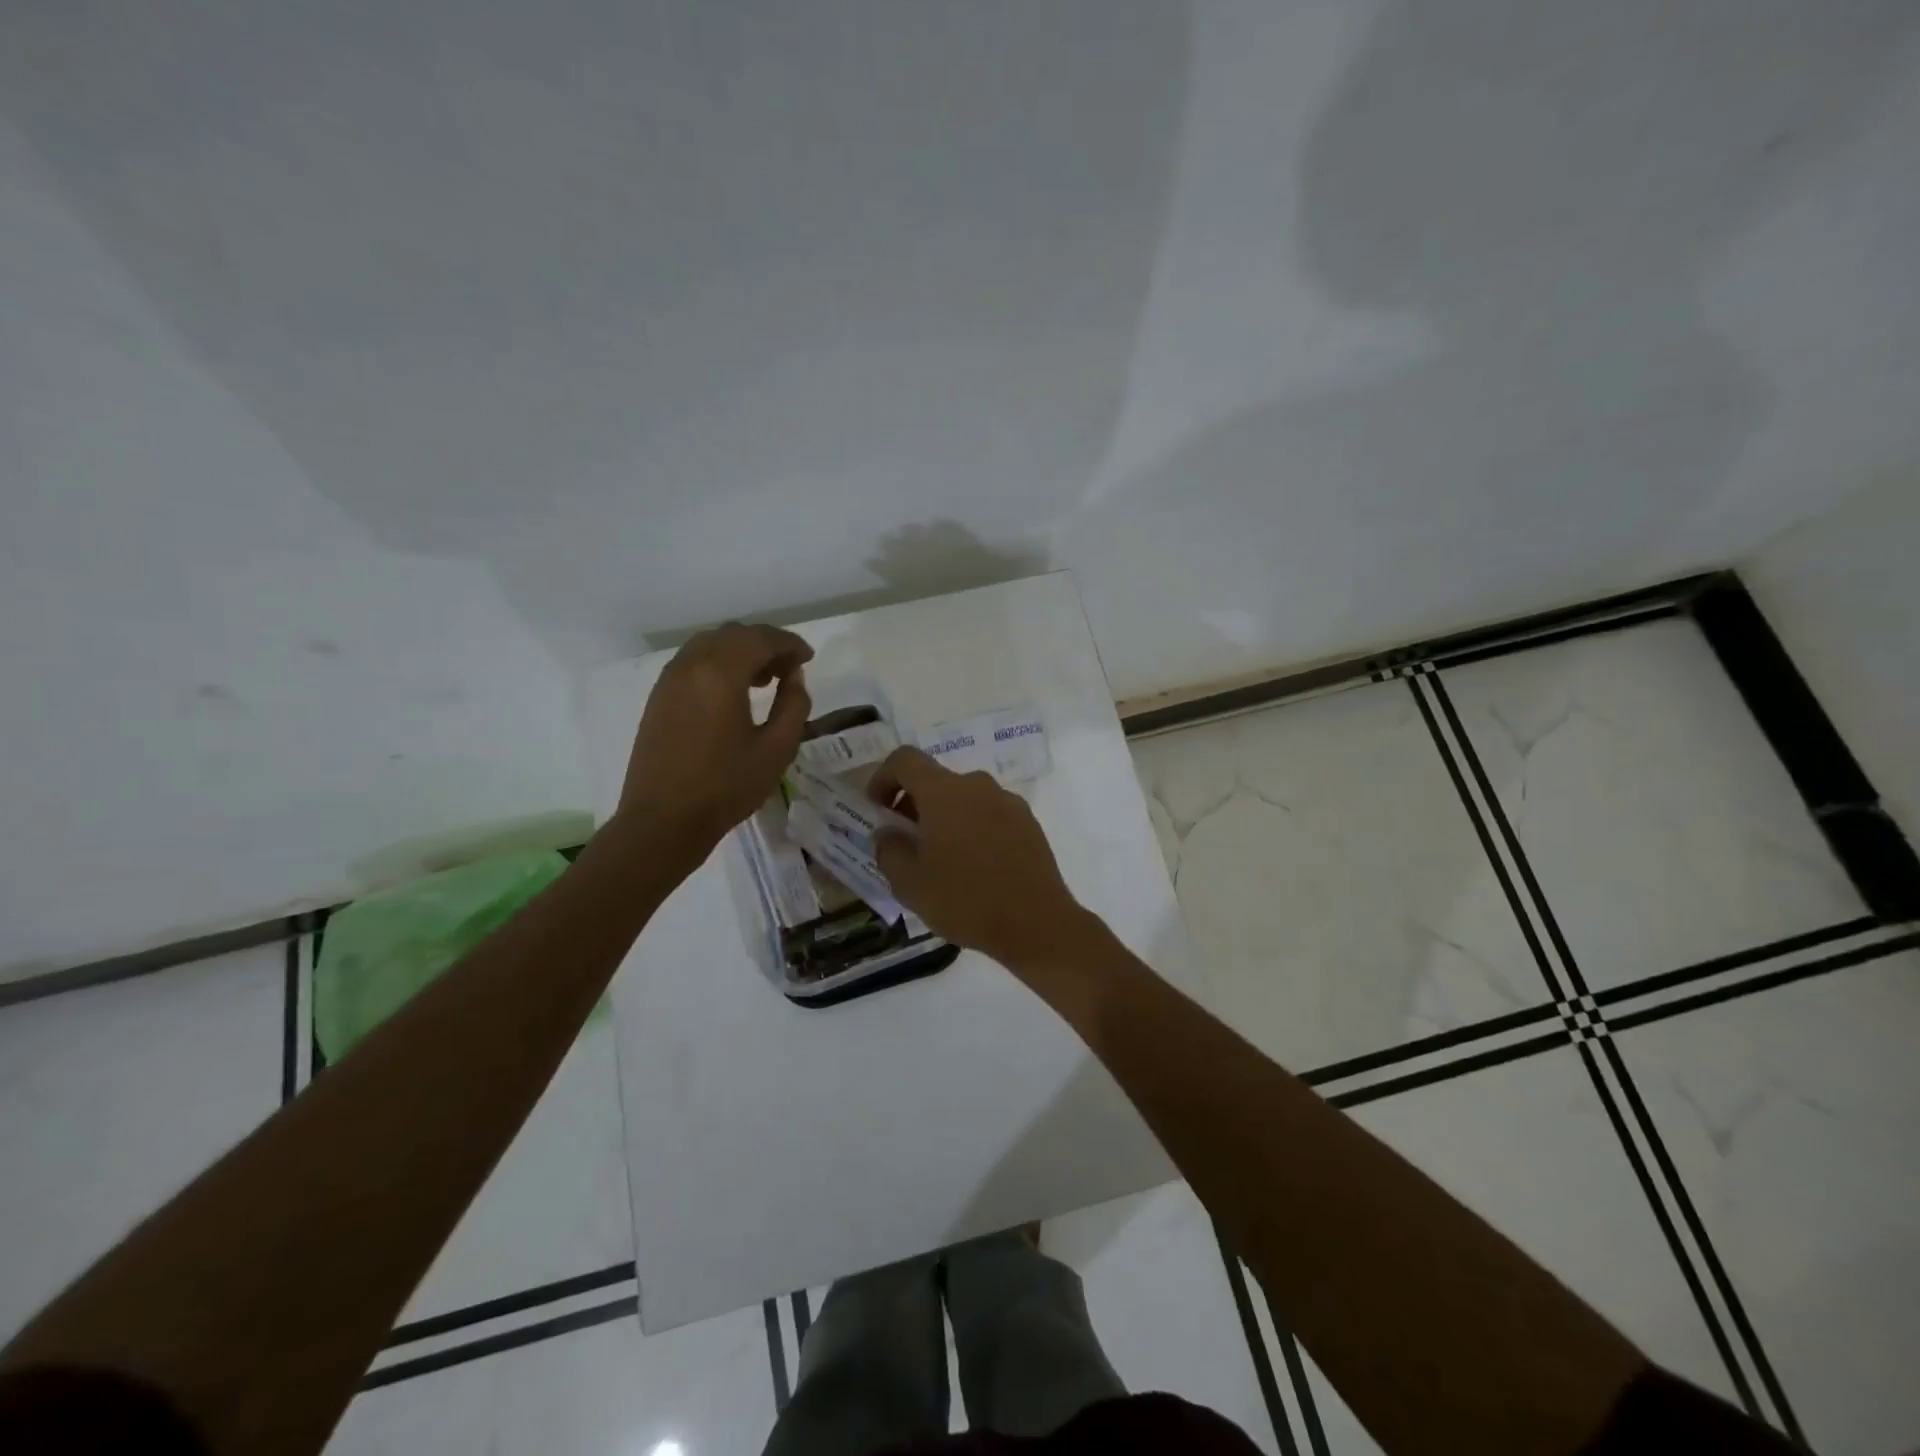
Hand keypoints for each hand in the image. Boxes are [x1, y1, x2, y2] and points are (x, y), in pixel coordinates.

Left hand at [618, 623, 812, 860]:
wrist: (663, 821)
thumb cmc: (726, 787)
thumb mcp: (776, 749)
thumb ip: (793, 705)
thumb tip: (794, 677)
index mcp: (720, 673)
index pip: (760, 639)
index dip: (789, 643)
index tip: (809, 657)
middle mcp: (690, 665)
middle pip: (733, 635)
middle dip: (765, 644)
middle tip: (789, 668)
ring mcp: (669, 680)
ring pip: (710, 645)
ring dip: (740, 652)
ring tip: (763, 679)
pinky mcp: (659, 698)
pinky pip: (693, 663)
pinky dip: (718, 664)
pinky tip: (732, 693)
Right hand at [868, 747, 1086, 969]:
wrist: (1037, 923)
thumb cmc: (965, 899)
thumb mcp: (910, 883)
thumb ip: (889, 850)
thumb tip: (888, 832)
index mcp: (945, 791)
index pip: (905, 760)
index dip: (883, 777)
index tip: (877, 809)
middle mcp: (978, 785)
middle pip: (936, 780)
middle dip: (913, 804)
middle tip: (905, 842)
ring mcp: (1008, 802)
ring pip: (964, 798)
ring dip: (944, 818)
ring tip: (940, 859)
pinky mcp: (1028, 823)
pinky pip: (989, 815)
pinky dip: (972, 828)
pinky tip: (974, 867)